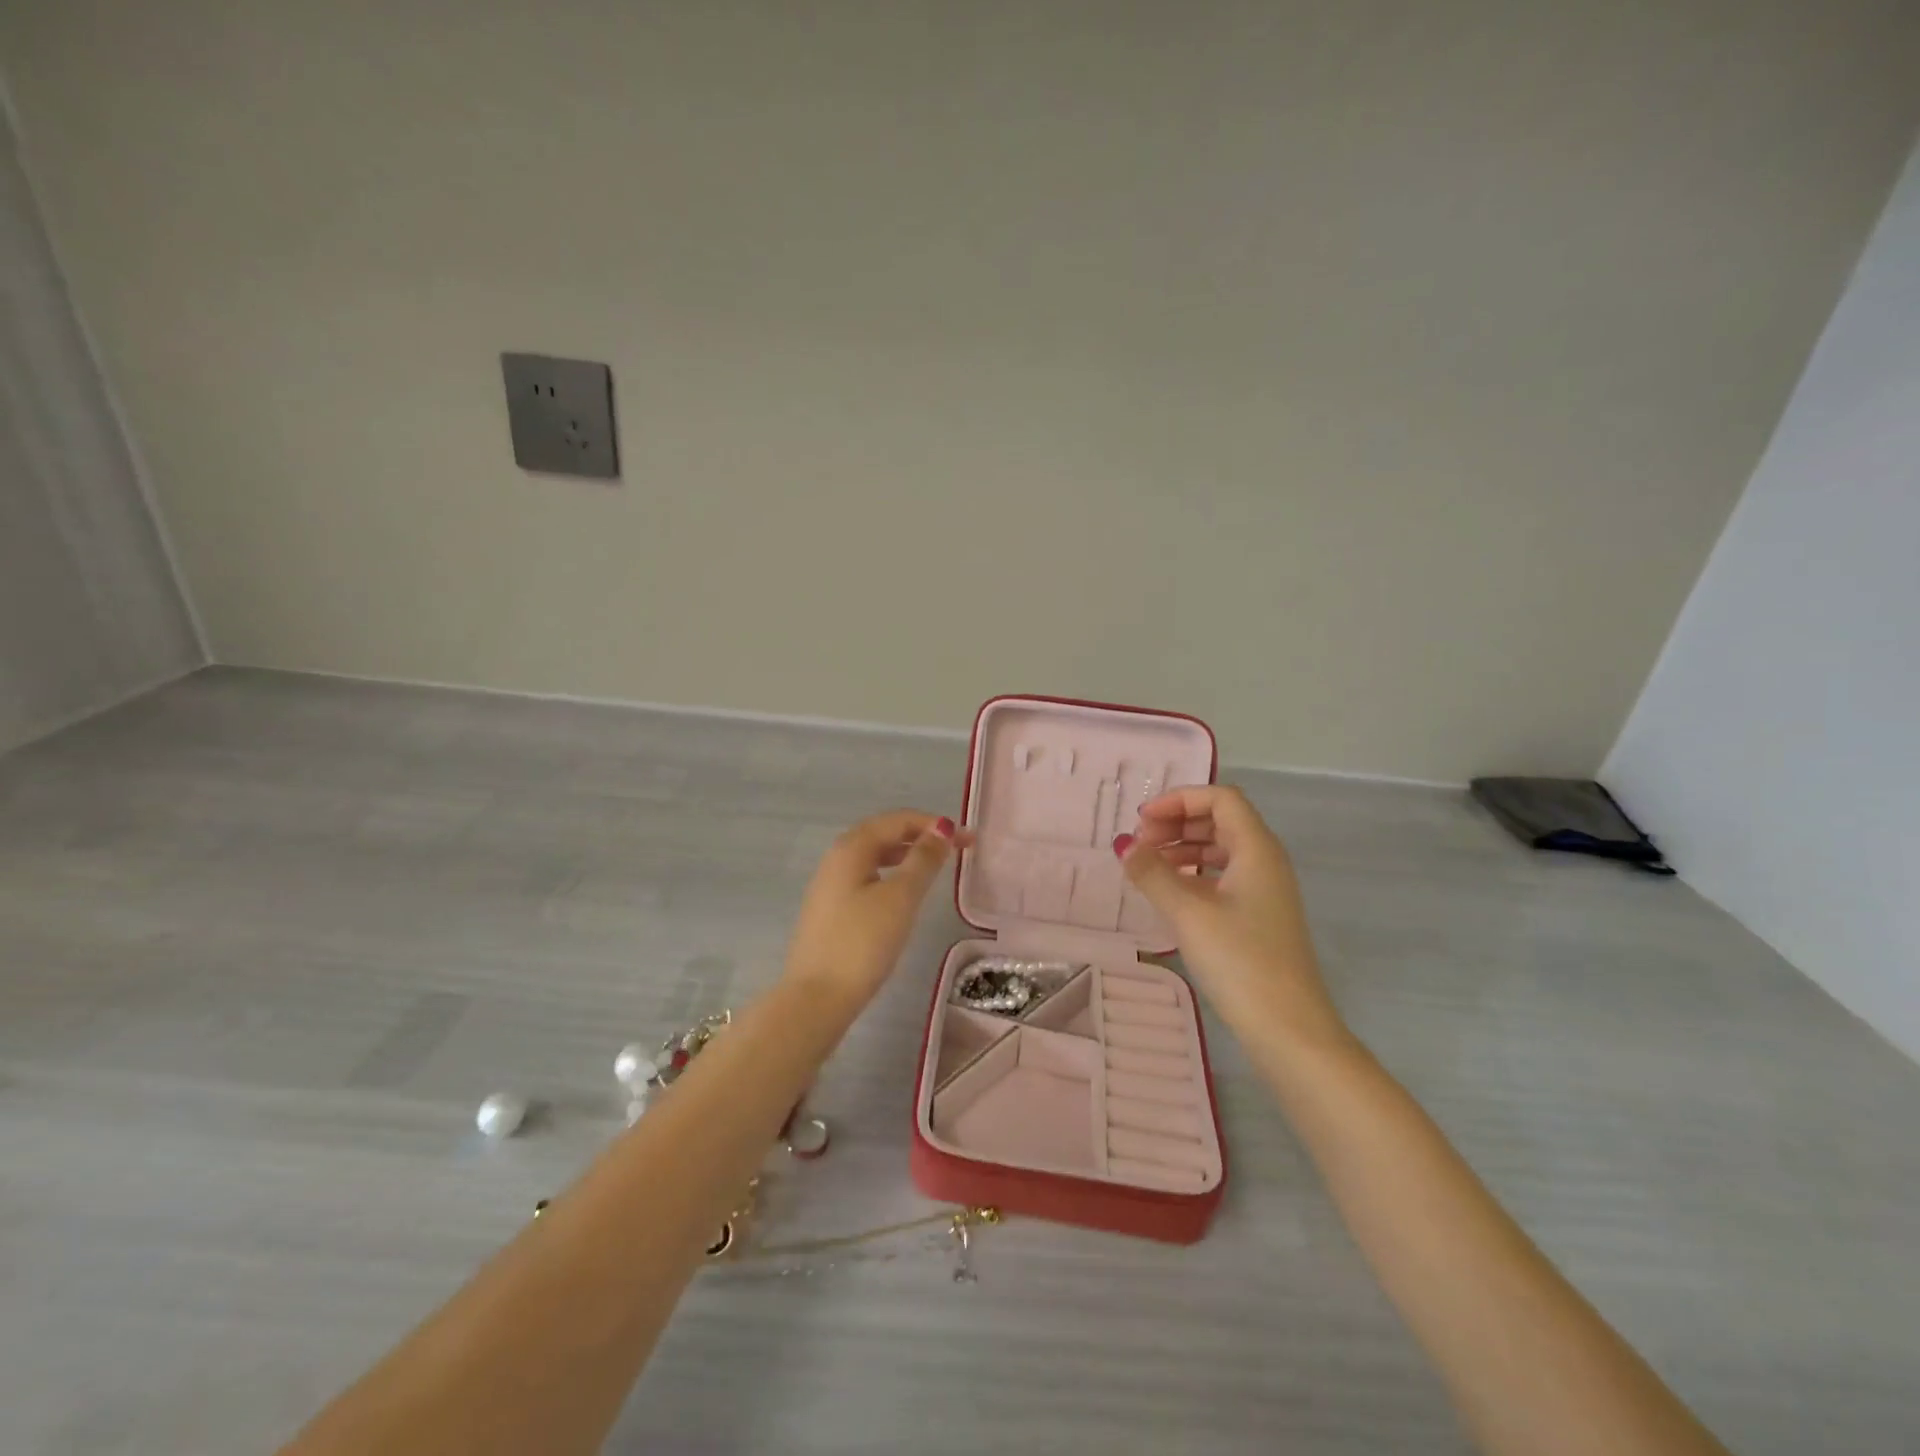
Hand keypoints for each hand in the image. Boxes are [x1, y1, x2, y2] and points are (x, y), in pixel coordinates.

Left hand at [784, 809, 970, 1008]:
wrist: (817, 998)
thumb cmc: (863, 942)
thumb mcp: (901, 897)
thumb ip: (923, 860)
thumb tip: (941, 829)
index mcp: (852, 847)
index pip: (898, 820)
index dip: (934, 825)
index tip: (967, 839)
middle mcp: (836, 857)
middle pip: (884, 833)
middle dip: (921, 836)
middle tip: (956, 850)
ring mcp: (830, 884)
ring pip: (874, 856)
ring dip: (906, 854)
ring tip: (934, 867)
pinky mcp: (830, 909)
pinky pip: (866, 876)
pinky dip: (891, 874)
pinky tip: (903, 893)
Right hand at [1115, 786, 1345, 1047]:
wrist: (1288, 1028)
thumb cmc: (1239, 960)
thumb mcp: (1187, 912)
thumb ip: (1152, 873)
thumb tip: (1124, 845)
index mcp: (1256, 848)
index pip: (1219, 798)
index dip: (1178, 800)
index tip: (1142, 822)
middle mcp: (1265, 861)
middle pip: (1220, 819)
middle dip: (1177, 822)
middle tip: (1140, 844)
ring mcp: (1265, 890)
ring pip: (1221, 849)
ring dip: (1183, 848)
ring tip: (1148, 867)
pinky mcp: (1259, 916)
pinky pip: (1223, 876)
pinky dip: (1194, 873)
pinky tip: (1170, 893)